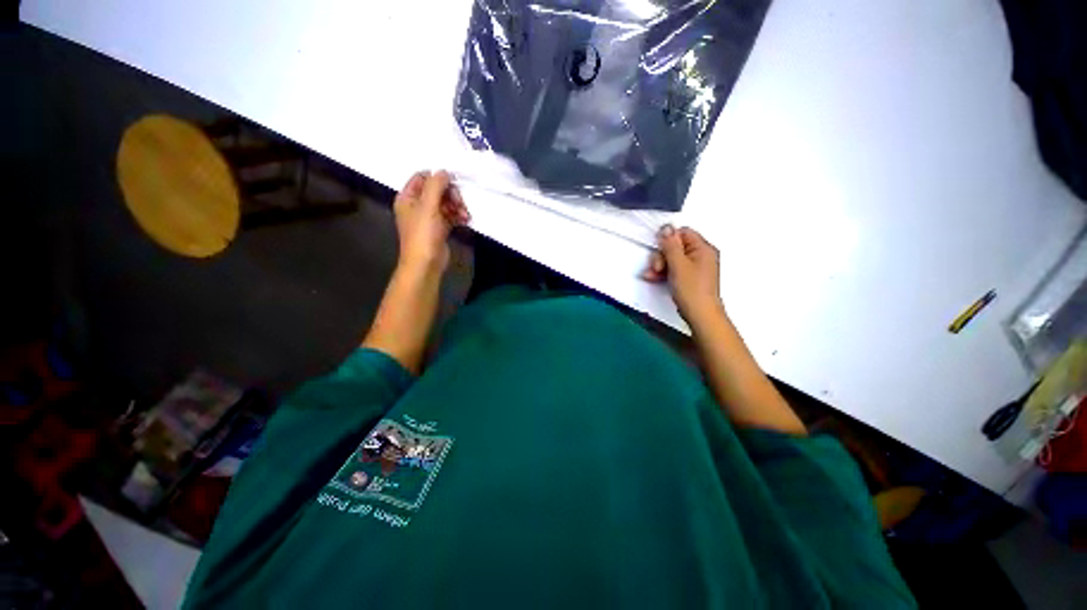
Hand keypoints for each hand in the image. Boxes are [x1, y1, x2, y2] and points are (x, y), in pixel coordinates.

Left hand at [394, 170, 469, 273]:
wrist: (426, 263)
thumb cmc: (423, 233)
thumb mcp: (428, 206)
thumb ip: (436, 185)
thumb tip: (444, 171)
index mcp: (407, 197)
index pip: (422, 177)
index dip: (437, 178)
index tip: (453, 182)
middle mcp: (417, 205)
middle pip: (437, 190)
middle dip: (451, 195)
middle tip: (460, 202)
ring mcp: (429, 217)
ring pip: (446, 203)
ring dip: (457, 206)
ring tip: (465, 215)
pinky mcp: (439, 228)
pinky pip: (450, 215)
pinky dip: (458, 216)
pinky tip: (465, 220)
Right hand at [641, 225, 723, 324]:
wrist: (701, 315)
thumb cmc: (691, 290)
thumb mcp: (678, 264)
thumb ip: (670, 245)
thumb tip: (666, 227)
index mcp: (703, 248)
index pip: (682, 233)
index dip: (668, 240)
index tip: (659, 251)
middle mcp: (701, 255)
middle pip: (675, 246)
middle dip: (661, 256)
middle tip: (656, 268)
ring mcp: (696, 267)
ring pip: (672, 258)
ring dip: (659, 265)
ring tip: (651, 276)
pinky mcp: (690, 278)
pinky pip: (674, 269)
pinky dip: (664, 273)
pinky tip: (654, 279)